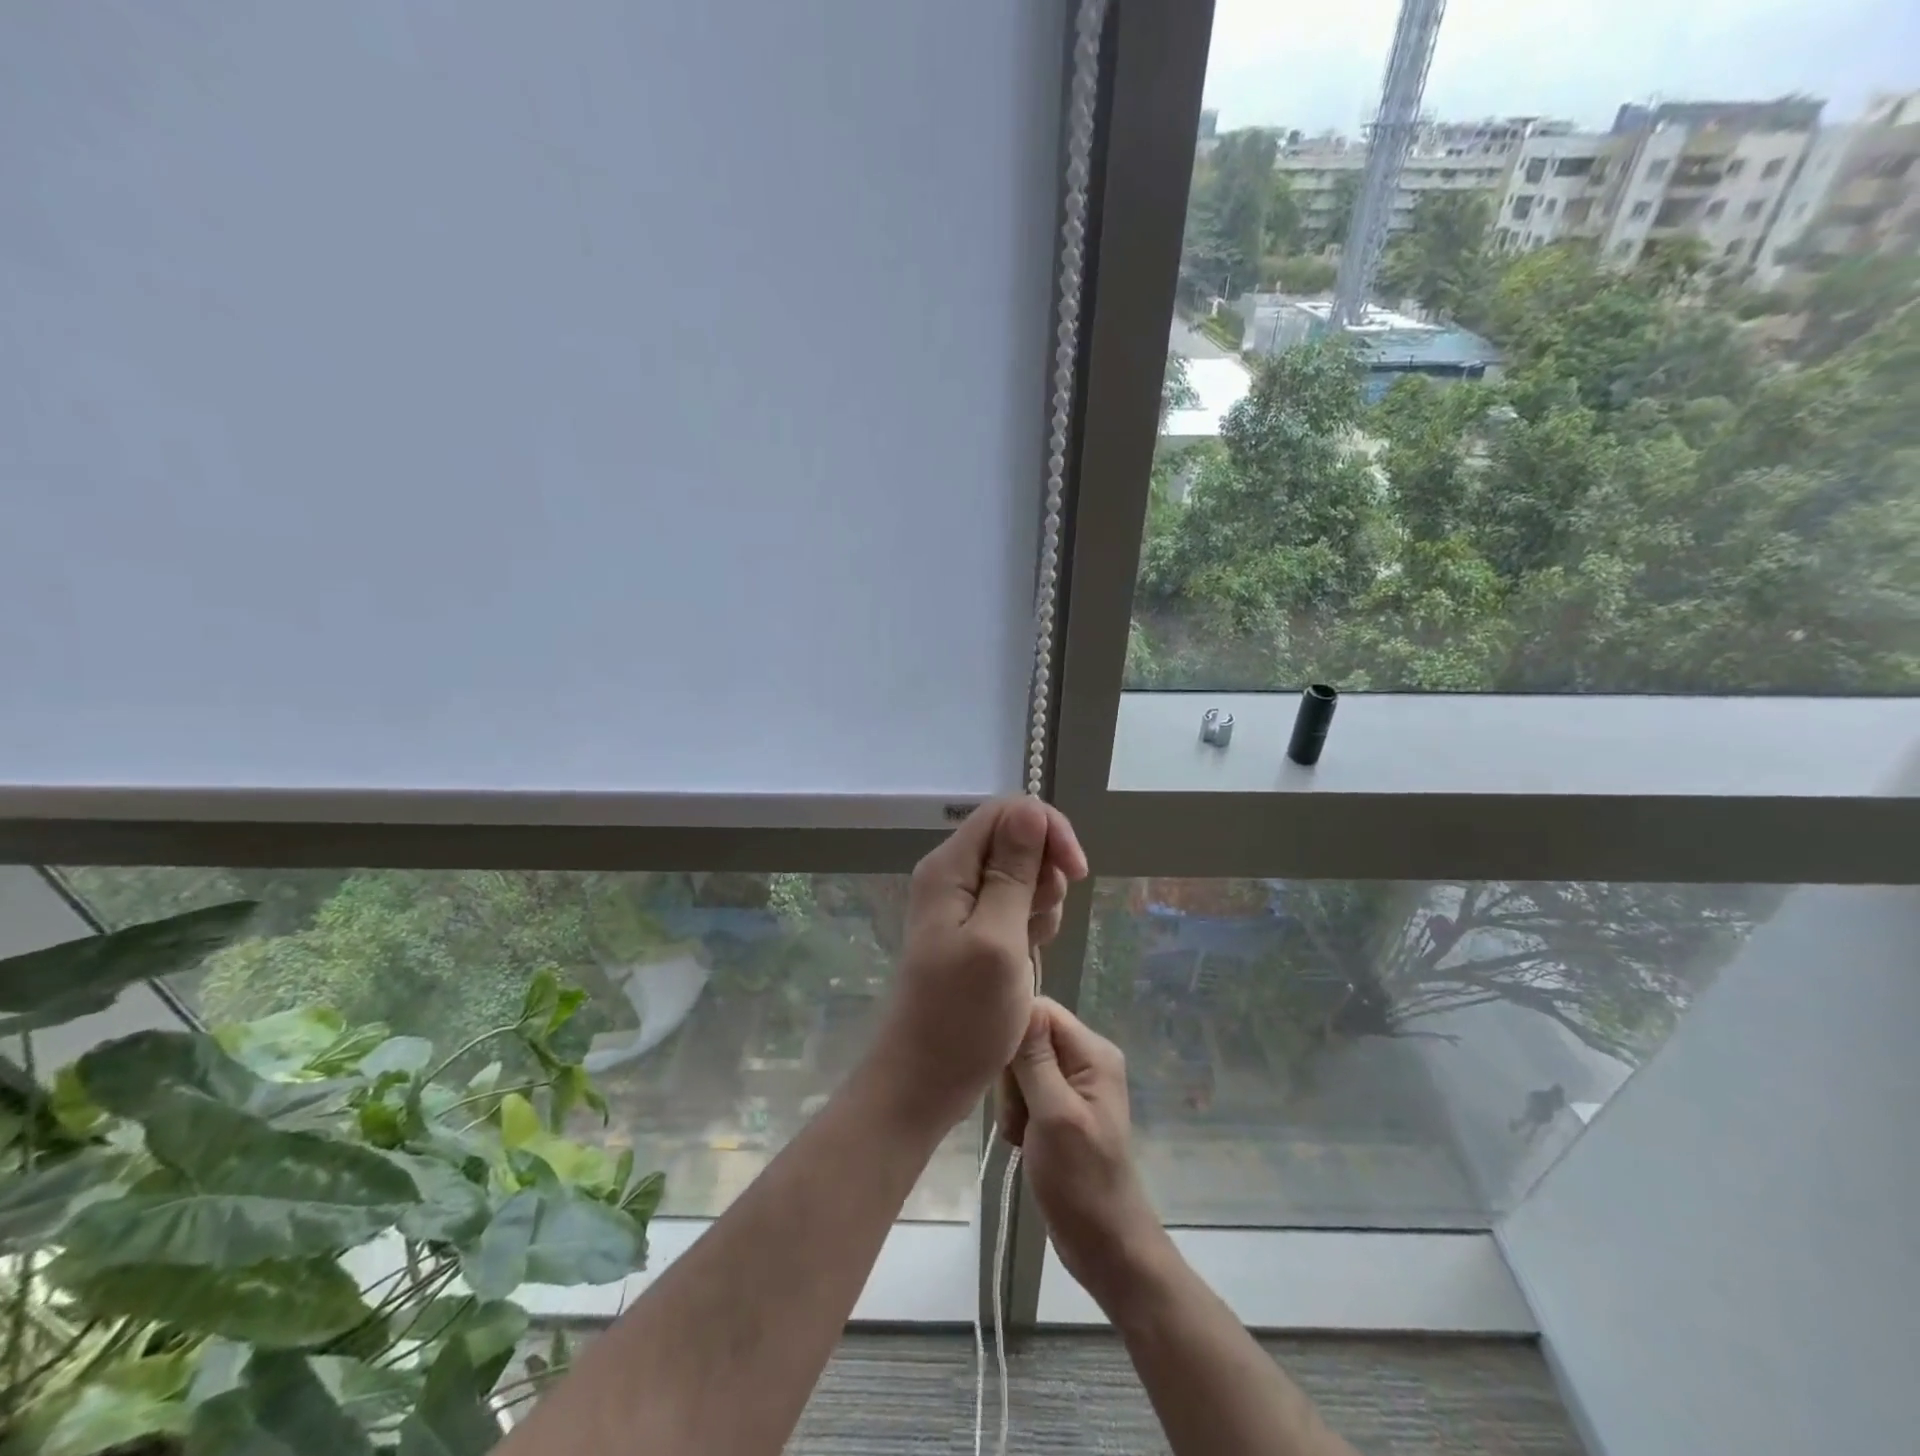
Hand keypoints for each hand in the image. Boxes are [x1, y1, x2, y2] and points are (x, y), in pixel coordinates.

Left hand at [872, 798, 1086, 1127]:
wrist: (925, 1079)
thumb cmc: (962, 1016)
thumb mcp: (997, 940)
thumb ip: (1014, 873)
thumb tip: (1030, 809)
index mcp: (950, 867)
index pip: (1007, 811)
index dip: (1048, 830)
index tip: (1075, 871)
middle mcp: (953, 875)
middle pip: (1016, 839)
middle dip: (1046, 872)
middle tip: (1041, 922)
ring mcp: (962, 903)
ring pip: (1021, 873)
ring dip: (1041, 902)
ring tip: (1029, 946)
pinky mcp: (974, 929)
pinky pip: (1015, 905)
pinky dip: (1031, 924)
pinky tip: (1026, 956)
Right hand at [999, 998, 1165, 1306]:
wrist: (1105, 1246)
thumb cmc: (1082, 1181)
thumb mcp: (1054, 1115)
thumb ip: (1035, 1058)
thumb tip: (1020, 1001)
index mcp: (1093, 1052)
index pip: (1042, 1010)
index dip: (1015, 1032)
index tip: (1003, 1070)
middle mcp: (1085, 1059)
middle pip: (1028, 1038)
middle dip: (1012, 1075)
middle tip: (1018, 1117)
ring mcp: (1072, 1085)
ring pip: (1021, 1066)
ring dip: (1011, 1100)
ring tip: (1020, 1135)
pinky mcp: (1058, 1107)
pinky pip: (1024, 1091)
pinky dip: (1016, 1114)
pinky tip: (1021, 1141)